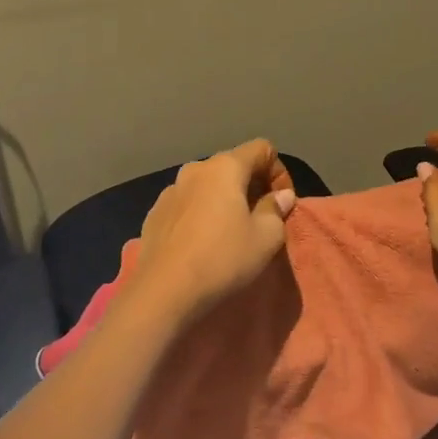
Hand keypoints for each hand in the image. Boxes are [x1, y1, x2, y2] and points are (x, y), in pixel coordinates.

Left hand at [130, 138, 297, 326]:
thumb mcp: (265, 238)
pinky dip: (201, 212)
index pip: (261, 148)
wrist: (163, 290)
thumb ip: (276, 209)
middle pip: (233, 165)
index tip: (282, 203)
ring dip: (225, 199)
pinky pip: (187, 203)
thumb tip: (281, 196)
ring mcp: (171, 189)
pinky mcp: (155, 212)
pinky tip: (202, 241)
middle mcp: (195, 169)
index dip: (279, 171)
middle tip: (262, 217)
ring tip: (231, 230)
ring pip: (208, 184)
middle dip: (252, 185)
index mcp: (225, 167)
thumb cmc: (222, 258)